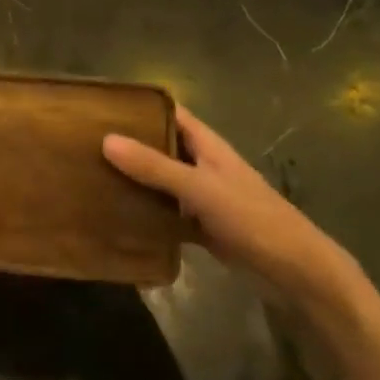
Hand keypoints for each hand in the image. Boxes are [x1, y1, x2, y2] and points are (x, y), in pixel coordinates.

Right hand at [103, 105, 357, 309]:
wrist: (296, 273)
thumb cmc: (252, 218)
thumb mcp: (200, 189)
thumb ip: (154, 167)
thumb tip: (105, 139)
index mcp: (206, 144)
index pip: (167, 113)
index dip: (138, 106)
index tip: (100, 106)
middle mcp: (201, 164)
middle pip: (159, 145)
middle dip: (128, 144)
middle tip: (83, 142)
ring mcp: (201, 196)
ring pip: (160, 180)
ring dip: (134, 179)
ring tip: (90, 175)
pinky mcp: (201, 226)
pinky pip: (165, 212)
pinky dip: (146, 213)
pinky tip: (116, 216)